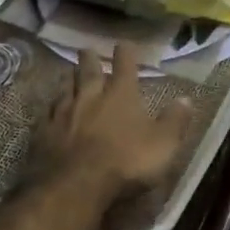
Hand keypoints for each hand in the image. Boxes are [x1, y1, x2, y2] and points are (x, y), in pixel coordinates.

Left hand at [25, 42, 193, 202]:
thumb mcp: (163, 144)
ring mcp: (63, 113)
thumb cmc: (126, 162)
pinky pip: (48, 114)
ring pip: (65, 88)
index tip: (124, 44)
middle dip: (90, 59)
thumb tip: (186, 99)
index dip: (125, 53)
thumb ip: (175, 121)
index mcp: (121, 95)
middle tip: (87, 50)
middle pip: (88, 70)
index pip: (124, 65)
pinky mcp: (43, 133)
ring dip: (69, 81)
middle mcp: (90, 96)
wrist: (74, 185)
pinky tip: (50, 112)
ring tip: (69, 75)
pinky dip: (52, 109)